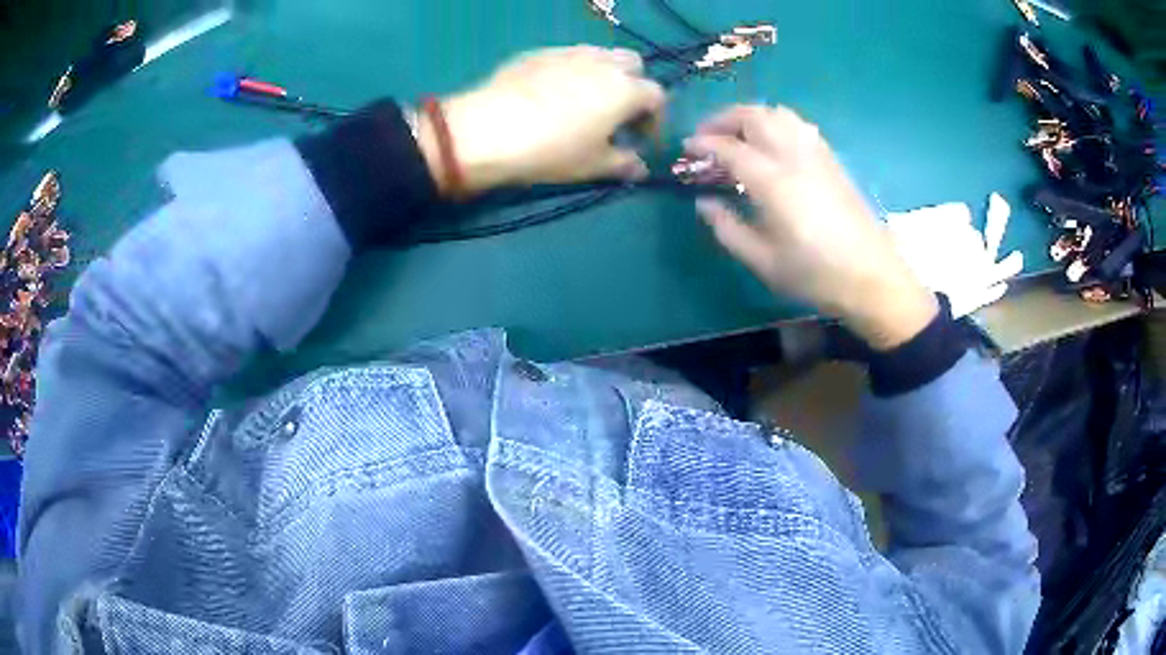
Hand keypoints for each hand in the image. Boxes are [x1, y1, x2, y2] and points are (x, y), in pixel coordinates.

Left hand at [418, 46, 666, 194]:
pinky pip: (567, 57)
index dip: (654, 120)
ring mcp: (569, 52)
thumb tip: (640, 168)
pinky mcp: (538, 53)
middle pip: (633, 65)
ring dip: (604, 75)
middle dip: (633, 86)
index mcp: (626, 88)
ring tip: (586, 102)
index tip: (641, 141)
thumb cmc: (552, 150)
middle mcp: (603, 62)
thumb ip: (624, 164)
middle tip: (618, 114)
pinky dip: (572, 71)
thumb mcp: (593, 165)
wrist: (488, 130)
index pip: (657, 97)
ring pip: (600, 55)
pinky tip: (553, 94)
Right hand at [686, 105, 937, 350]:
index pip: (729, 147)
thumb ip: (727, 228)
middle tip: (707, 137)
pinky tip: (772, 143)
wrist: (872, 278)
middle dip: (723, 119)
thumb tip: (704, 202)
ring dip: (750, 116)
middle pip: (754, 116)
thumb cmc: (815, 275)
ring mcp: (817, 154)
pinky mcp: (832, 160)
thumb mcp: (763, 261)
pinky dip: (776, 123)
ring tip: (737, 135)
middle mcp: (794, 157)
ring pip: (778, 114)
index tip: (686, 149)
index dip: (703, 144)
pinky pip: (799, 125)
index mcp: (773, 182)